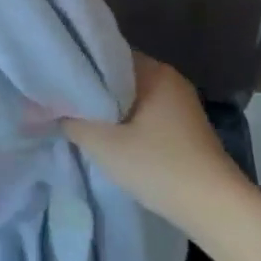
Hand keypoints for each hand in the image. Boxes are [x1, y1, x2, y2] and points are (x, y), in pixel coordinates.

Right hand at [60, 53, 250, 232]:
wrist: (214, 206)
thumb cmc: (158, 165)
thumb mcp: (103, 143)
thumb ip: (71, 120)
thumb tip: (46, 108)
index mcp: (154, 71)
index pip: (107, 54)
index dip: (79, 65)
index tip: (55, 78)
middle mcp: (170, 79)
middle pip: (120, 75)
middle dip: (93, 88)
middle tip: (62, 101)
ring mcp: (181, 103)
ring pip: (134, 95)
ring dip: (110, 106)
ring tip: (81, 119)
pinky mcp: (186, 126)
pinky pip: (147, 112)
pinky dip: (127, 119)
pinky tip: (111, 136)